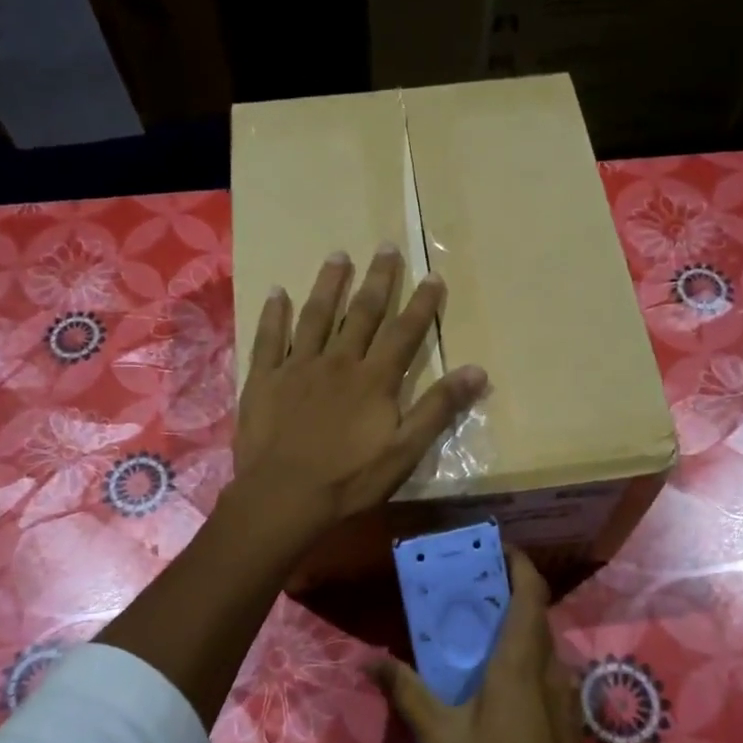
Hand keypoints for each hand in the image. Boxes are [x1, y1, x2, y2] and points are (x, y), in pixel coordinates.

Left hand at [234, 244, 486, 543]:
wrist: (284, 496)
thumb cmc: (349, 479)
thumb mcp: (405, 451)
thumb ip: (439, 408)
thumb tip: (478, 370)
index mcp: (374, 379)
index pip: (405, 332)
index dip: (421, 303)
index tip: (433, 276)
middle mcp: (338, 361)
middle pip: (361, 312)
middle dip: (377, 279)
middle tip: (385, 246)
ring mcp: (298, 366)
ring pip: (316, 316)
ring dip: (328, 284)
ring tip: (338, 255)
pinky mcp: (264, 379)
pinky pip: (269, 338)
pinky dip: (274, 314)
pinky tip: (277, 291)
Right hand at [371, 550, 614, 742]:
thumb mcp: (441, 738)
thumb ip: (407, 692)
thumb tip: (371, 658)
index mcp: (518, 662)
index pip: (530, 592)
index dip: (519, 562)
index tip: (494, 546)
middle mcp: (547, 667)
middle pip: (535, 611)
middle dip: (509, 588)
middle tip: (470, 583)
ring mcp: (562, 692)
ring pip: (541, 640)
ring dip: (515, 622)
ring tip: (475, 625)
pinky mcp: (565, 715)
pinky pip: (544, 665)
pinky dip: (522, 652)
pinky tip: (494, 677)